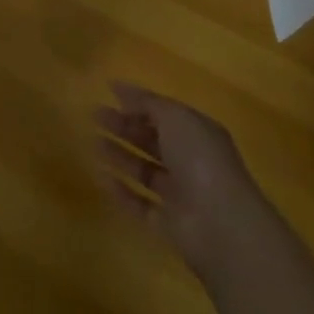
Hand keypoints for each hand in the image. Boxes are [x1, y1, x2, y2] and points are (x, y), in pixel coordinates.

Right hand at [93, 82, 255, 270]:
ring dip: (119, 155)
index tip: (108, 91)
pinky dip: (121, 191)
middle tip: (94, 114)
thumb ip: (147, 102)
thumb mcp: (175, 117)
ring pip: (144, 170)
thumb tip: (120, 88)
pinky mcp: (168, 224)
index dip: (138, 102)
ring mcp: (180, 195)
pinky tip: (100, 176)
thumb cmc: (200, 159)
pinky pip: (139, 204)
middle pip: (151, 140)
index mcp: (197, 133)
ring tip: (92, 142)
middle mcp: (190, 162)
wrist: (221, 225)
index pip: (164, 113)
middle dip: (123, 126)